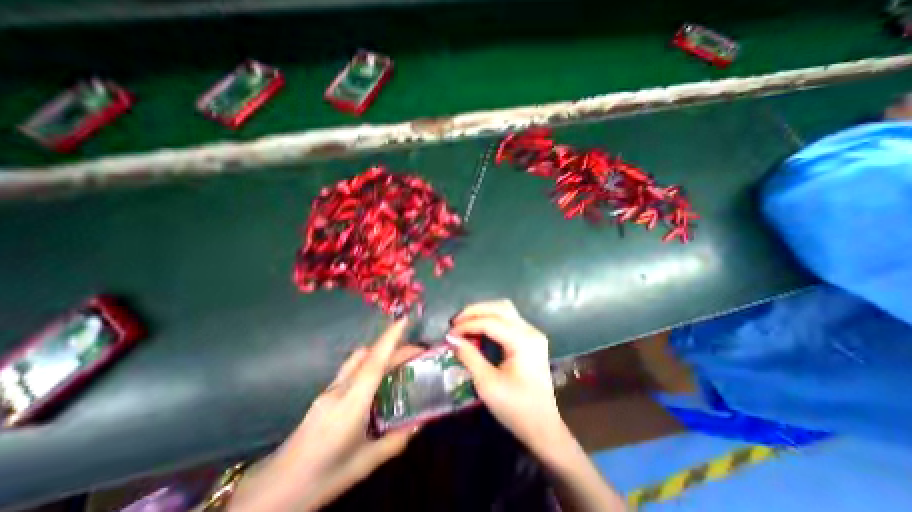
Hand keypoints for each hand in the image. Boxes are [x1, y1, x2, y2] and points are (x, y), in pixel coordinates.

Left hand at [232, 321, 424, 510]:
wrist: (273, 489)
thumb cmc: (321, 476)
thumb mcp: (364, 464)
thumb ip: (395, 441)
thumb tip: (419, 423)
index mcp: (351, 404)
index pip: (374, 362)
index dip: (390, 338)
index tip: (404, 320)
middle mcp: (340, 389)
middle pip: (369, 356)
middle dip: (394, 346)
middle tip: (417, 353)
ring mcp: (330, 389)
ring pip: (359, 359)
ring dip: (380, 352)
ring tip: (400, 363)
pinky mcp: (325, 393)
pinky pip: (353, 369)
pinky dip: (370, 364)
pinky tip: (378, 381)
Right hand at [448, 301, 626, 510]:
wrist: (543, 428)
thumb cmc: (516, 409)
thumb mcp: (487, 384)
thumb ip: (469, 356)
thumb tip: (451, 338)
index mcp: (523, 341)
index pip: (491, 322)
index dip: (467, 325)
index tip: (449, 333)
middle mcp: (530, 331)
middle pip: (500, 307)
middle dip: (475, 311)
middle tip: (455, 322)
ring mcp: (532, 334)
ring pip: (505, 310)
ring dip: (483, 312)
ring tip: (465, 322)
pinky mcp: (530, 339)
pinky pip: (508, 320)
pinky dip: (491, 320)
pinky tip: (479, 329)